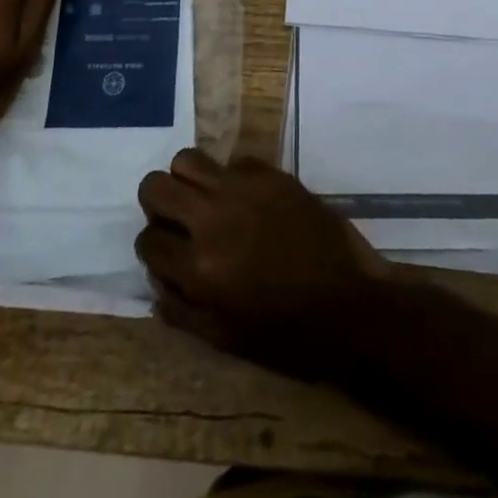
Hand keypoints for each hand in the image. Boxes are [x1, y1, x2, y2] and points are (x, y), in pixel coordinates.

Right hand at [135, 150, 394, 379]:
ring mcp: (243, 188)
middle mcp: (214, 219)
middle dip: (157, 204)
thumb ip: (182, 309)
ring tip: (205, 201)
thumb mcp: (225, 338)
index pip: (147, 241)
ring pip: (187, 159)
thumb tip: (156, 279)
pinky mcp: (271, 173)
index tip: (167, 253)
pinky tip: (246, 199)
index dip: (152, 249)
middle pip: (155, 186)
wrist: (350, 303)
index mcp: (200, 267)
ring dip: (187, 180)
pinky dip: (230, 177)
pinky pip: (233, 160)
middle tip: (176, 220)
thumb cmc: (288, 334)